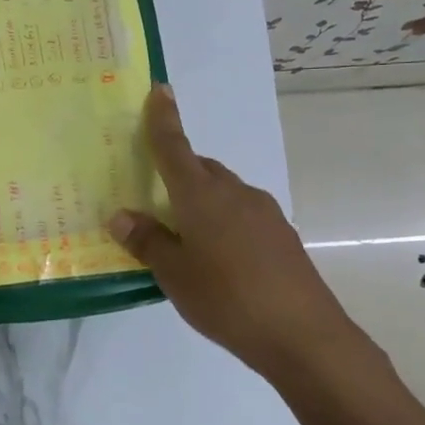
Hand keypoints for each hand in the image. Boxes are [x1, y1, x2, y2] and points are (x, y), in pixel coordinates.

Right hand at [109, 86, 357, 376]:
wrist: (304, 335)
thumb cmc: (227, 299)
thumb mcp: (175, 274)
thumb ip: (148, 241)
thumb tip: (121, 215)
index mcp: (202, 196)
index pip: (175, 147)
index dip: (163, 119)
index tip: (160, 89)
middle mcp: (235, 193)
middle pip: (200, 169)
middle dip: (178, 171)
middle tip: (154, 196)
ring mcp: (264, 213)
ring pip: (223, 192)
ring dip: (201, 200)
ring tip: (183, 235)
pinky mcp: (281, 235)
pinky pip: (241, 214)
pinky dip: (222, 220)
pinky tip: (218, 257)